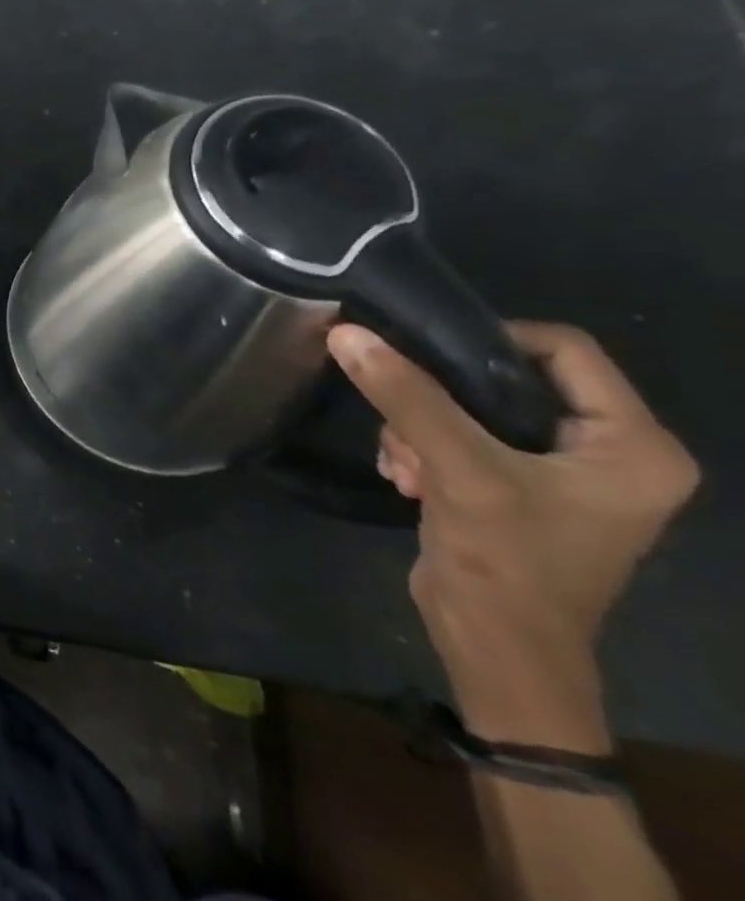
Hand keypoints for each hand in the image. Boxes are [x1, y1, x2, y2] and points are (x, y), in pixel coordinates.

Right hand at [329, 322, 698, 742]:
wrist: (495, 648)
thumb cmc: (507, 561)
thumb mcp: (457, 468)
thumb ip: (405, 396)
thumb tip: (346, 332)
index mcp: (634, 446)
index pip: (563, 349)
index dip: (488, 337)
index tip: (421, 349)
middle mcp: (608, 452)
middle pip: (507, 377)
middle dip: (439, 396)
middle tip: (402, 419)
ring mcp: (560, 472)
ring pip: (470, 406)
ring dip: (420, 427)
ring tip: (404, 463)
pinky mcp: (516, 487)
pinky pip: (459, 435)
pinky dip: (423, 448)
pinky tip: (405, 477)